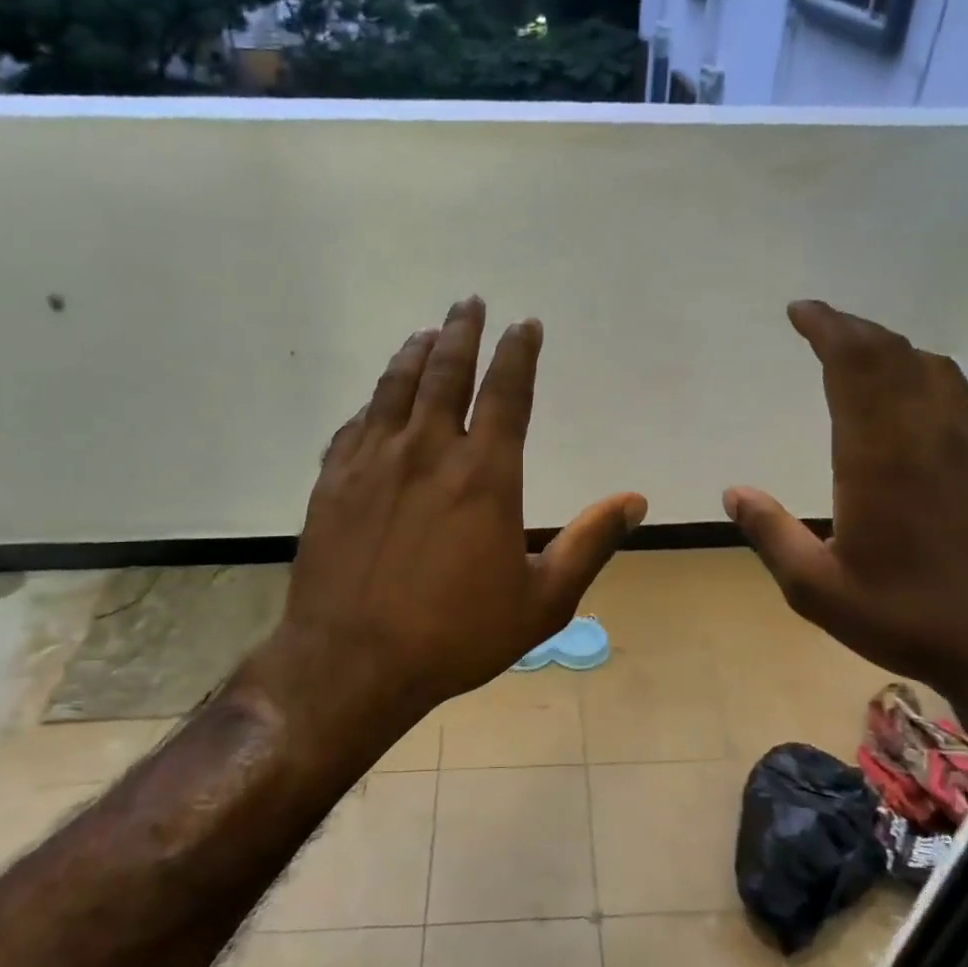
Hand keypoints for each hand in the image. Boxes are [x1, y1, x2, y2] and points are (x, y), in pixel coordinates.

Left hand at [256, 297, 646, 766]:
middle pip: (446, 371)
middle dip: (462, 331)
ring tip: (426, 332)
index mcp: (484, 474)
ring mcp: (373, 462)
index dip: (519, 352)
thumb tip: (634, 501)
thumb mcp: (542, 600)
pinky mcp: (333, 482)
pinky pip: (356, 425)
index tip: (525, 325)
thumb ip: (589, 544)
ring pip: (396, 387)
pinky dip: (374, 403)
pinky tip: (378, 401)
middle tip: (470, 302)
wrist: (353, 663)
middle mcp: (428, 451)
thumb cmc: (456, 635)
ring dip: (415, 353)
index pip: (507, 391)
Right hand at [723, 301, 967, 746]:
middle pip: (894, 353)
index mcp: (880, 452)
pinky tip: (926, 410)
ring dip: (896, 354)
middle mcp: (932, 431)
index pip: (854, 361)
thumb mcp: (818, 589)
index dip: (826, 326)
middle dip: (854, 331)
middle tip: (824, 327)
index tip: (800, 312)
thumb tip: (733, 492)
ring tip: (867, 362)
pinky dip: (935, 385)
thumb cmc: (911, 618)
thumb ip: (771, 534)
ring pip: (937, 370)